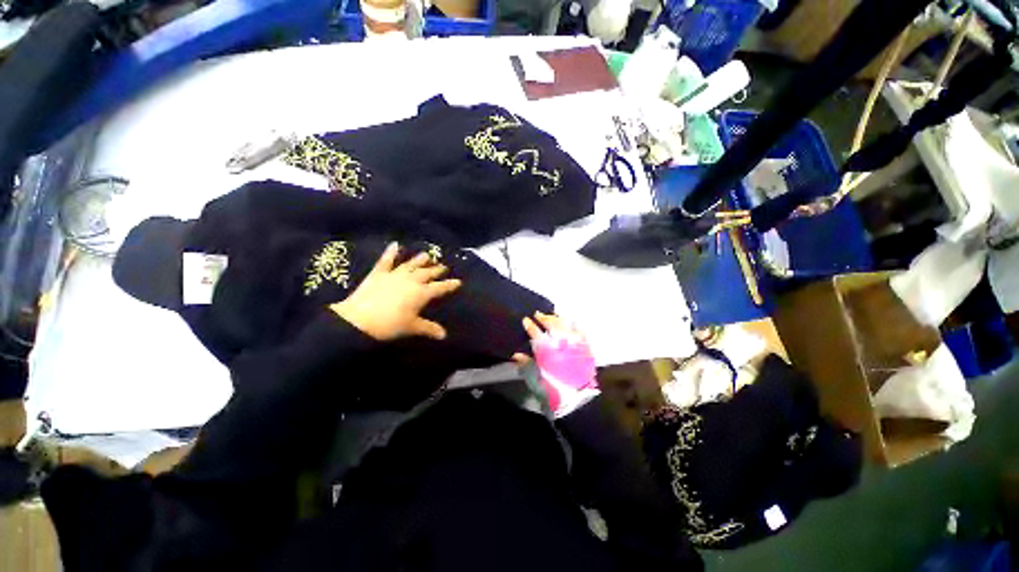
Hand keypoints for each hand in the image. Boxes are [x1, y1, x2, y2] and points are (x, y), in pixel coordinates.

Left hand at [330, 243, 460, 340]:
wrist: (360, 320)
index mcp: (421, 293)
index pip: (440, 287)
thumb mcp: (412, 327)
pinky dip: (390, 252)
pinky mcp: (379, 273)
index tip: (458, 281)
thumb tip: (444, 335)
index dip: (450, 285)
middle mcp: (411, 280)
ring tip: (427, 255)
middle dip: (437, 270)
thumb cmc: (390, 325)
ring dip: (420, 259)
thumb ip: (429, 328)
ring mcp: (395, 275)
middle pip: (427, 273)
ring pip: (411, 264)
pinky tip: (395, 244)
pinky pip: (386, 261)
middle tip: (444, 266)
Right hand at [515, 312, 598, 417]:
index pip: (535, 331)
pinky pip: (581, 331)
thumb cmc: (553, 388)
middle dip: (543, 317)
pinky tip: (573, 322)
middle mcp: (560, 341)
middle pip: (551, 324)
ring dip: (558, 318)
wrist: (578, 398)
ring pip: (565, 324)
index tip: (525, 320)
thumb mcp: (535, 377)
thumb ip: (526, 363)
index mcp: (546, 348)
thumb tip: (516, 354)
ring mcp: (574, 342)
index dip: (529, 325)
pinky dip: (576, 325)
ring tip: (553, 314)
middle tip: (538, 314)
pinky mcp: (585, 347)